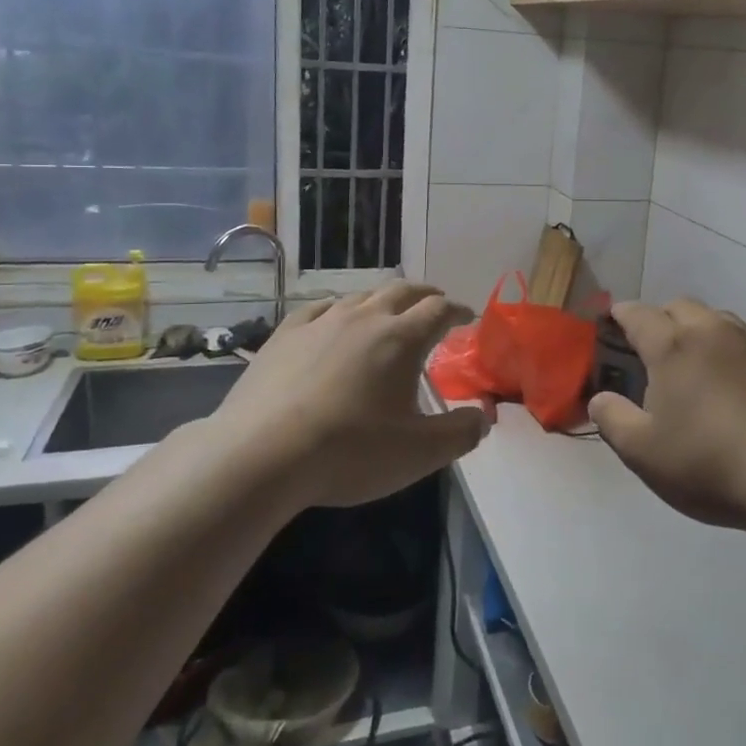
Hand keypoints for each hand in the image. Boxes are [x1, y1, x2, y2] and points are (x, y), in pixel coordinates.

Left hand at [204, 282, 488, 510]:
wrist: (261, 455)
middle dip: (425, 294)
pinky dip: (339, 308)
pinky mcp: (285, 335)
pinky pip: (320, 308)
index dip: (458, 311)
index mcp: (401, 339)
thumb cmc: (350, 452)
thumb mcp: (419, 453)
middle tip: (436, 304)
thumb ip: (461, 433)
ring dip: (384, 298)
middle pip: (403, 290)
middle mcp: (364, 318)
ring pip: (361, 296)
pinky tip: (334, 319)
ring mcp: (321, 322)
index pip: (439, 310)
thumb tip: (484, 416)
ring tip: (389, 311)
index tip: (467, 318)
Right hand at [588, 300, 745, 529]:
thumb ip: (612, 419)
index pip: (638, 314)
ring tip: (692, 362)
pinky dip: (730, 353)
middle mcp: (713, 332)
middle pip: (680, 306)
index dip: (619, 315)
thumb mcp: (643, 452)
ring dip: (698, 330)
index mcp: (673, 346)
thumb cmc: (708, 463)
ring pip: (718, 320)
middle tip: (650, 348)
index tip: (610, 322)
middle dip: (660, 318)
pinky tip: (733, 387)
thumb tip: (600, 398)